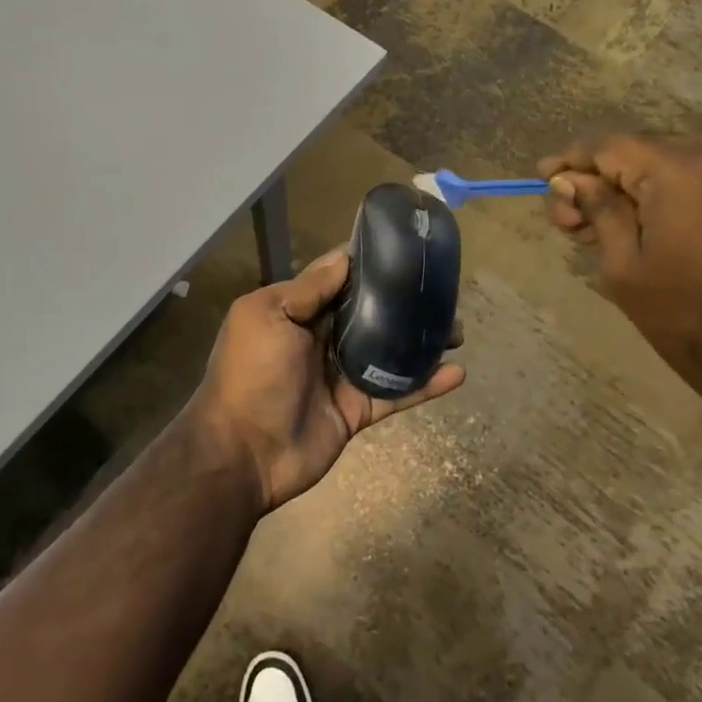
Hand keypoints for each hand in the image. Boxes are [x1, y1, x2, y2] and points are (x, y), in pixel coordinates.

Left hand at [185, 249, 464, 512]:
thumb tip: (345, 258)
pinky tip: (457, 372)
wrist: (243, 453)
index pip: (337, 279)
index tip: (405, 249)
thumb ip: (308, 289)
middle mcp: (319, 338)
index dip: (367, 264)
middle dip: (403, 302)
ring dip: (420, 341)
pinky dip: (425, 384)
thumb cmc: (252, 373)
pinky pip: (395, 393)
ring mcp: (339, 376)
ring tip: (458, 330)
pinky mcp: (356, 410)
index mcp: (295, 311)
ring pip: (388, 351)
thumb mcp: (268, 316)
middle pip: (369, 313)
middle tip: (443, 292)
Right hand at [539, 136, 701, 422]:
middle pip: (647, 150)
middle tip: (575, 219)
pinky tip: (663, 227)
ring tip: (616, 227)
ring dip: (643, 186)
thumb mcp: (627, 270)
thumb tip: (571, 180)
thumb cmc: (699, 324)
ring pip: (683, 163)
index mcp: (686, 170)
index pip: (611, 145)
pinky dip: (681, 194)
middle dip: (606, 177)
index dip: (572, 160)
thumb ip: (599, 212)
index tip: (543, 177)